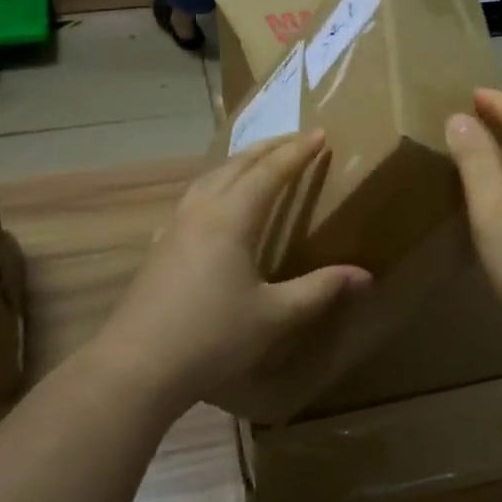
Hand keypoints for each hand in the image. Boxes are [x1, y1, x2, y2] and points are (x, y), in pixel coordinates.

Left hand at [94, 132, 369, 413]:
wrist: (137, 366)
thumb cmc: (212, 337)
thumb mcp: (274, 315)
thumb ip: (319, 290)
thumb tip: (365, 276)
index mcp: (231, 218)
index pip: (269, 173)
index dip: (297, 153)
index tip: (320, 135)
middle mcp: (201, 210)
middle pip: (237, 165)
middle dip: (269, 148)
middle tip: (295, 139)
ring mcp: (175, 226)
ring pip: (211, 177)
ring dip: (240, 162)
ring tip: (259, 160)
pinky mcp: (160, 245)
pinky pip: (195, 196)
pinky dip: (217, 183)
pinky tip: (215, 201)